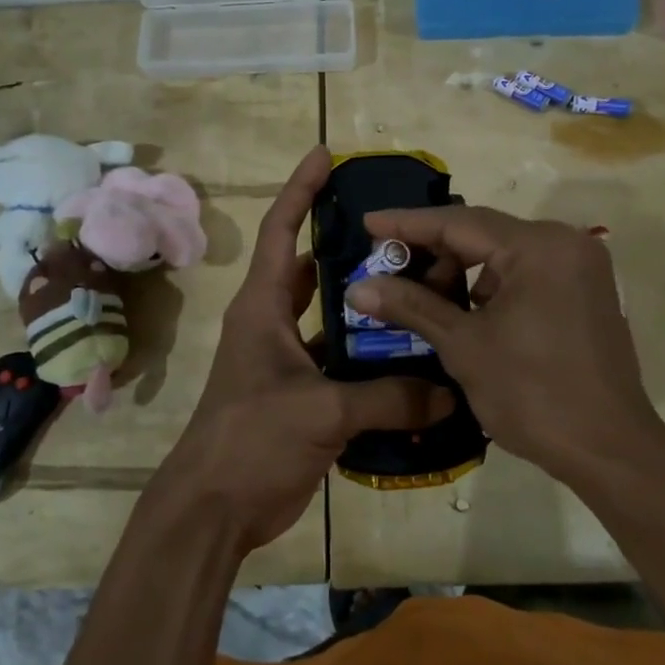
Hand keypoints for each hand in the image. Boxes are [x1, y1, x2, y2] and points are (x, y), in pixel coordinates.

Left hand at [150, 146, 446, 554]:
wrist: (215, 510)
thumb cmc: (251, 440)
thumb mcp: (321, 411)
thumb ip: (388, 398)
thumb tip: (449, 391)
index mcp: (263, 307)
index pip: (281, 230)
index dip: (301, 189)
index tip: (326, 154)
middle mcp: (274, 323)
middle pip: (314, 270)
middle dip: (353, 249)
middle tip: (404, 233)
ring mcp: (288, 361)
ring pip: (335, 318)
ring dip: (368, 307)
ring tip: (421, 290)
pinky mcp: (303, 395)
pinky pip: (345, 364)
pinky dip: (373, 360)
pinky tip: (415, 360)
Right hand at [344, 206, 657, 484]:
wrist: (610, 451)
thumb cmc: (534, 394)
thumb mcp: (464, 346)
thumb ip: (411, 306)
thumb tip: (357, 287)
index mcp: (539, 246)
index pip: (458, 222)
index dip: (407, 224)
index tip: (368, 223)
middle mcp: (565, 243)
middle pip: (483, 234)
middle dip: (433, 252)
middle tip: (388, 268)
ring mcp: (580, 267)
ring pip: (503, 254)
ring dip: (461, 271)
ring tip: (421, 296)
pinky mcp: (585, 292)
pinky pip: (526, 273)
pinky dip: (491, 286)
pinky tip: (463, 311)